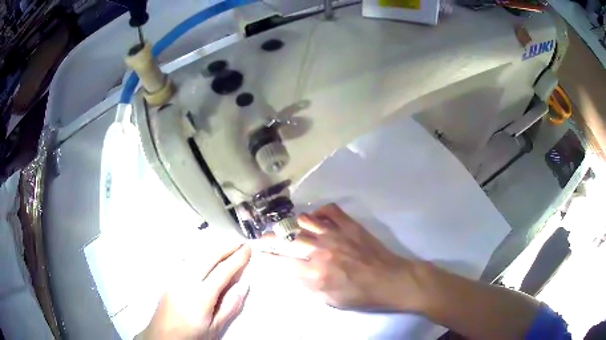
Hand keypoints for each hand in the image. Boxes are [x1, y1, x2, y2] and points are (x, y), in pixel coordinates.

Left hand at [139, 243, 251, 339]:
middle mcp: (186, 281)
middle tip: (240, 243)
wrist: (163, 336)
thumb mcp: (215, 327)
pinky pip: (187, 260)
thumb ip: (230, 306)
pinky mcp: (169, 278)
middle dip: (226, 247)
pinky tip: (206, 255)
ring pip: (196, 255)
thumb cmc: (192, 335)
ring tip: (226, 246)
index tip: (247, 249)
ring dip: (213, 248)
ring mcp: (175, 277)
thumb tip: (243, 286)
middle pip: (208, 257)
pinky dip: (200, 254)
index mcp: (200, 296)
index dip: (237, 259)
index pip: (222, 271)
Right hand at [261, 204, 422, 311]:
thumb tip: (295, 270)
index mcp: (315, 274)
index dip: (267, 257)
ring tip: (293, 229)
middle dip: (270, 238)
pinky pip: (329, 210)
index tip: (260, 253)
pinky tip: (317, 218)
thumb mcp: (330, 300)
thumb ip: (309, 285)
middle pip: (287, 240)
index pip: (281, 262)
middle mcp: (320, 251)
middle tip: (263, 238)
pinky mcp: (349, 225)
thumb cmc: (360, 295)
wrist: (390, 279)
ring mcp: (335, 234)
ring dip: (294, 225)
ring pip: (305, 221)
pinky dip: (319, 212)